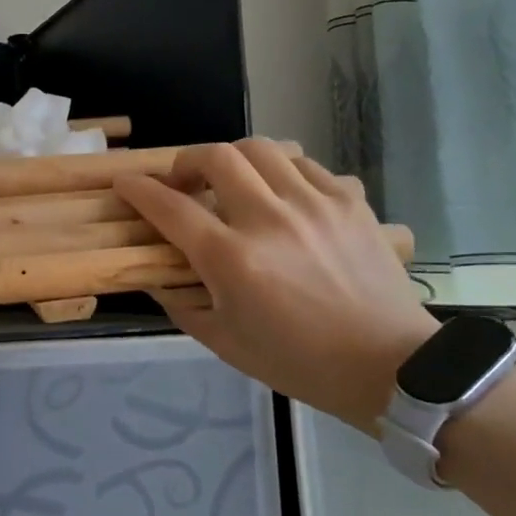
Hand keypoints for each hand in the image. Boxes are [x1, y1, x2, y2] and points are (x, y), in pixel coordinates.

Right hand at [114, 140, 436, 431]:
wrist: (391, 367)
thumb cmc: (299, 362)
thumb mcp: (224, 343)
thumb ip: (180, 303)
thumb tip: (154, 274)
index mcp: (232, 259)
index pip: (170, 207)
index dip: (138, 189)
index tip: (125, 183)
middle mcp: (269, 219)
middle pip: (216, 157)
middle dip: (186, 162)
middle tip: (184, 183)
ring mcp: (314, 204)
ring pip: (261, 148)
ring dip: (234, 160)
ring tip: (233, 183)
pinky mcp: (349, 201)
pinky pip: (305, 163)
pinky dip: (281, 170)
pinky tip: (281, 195)